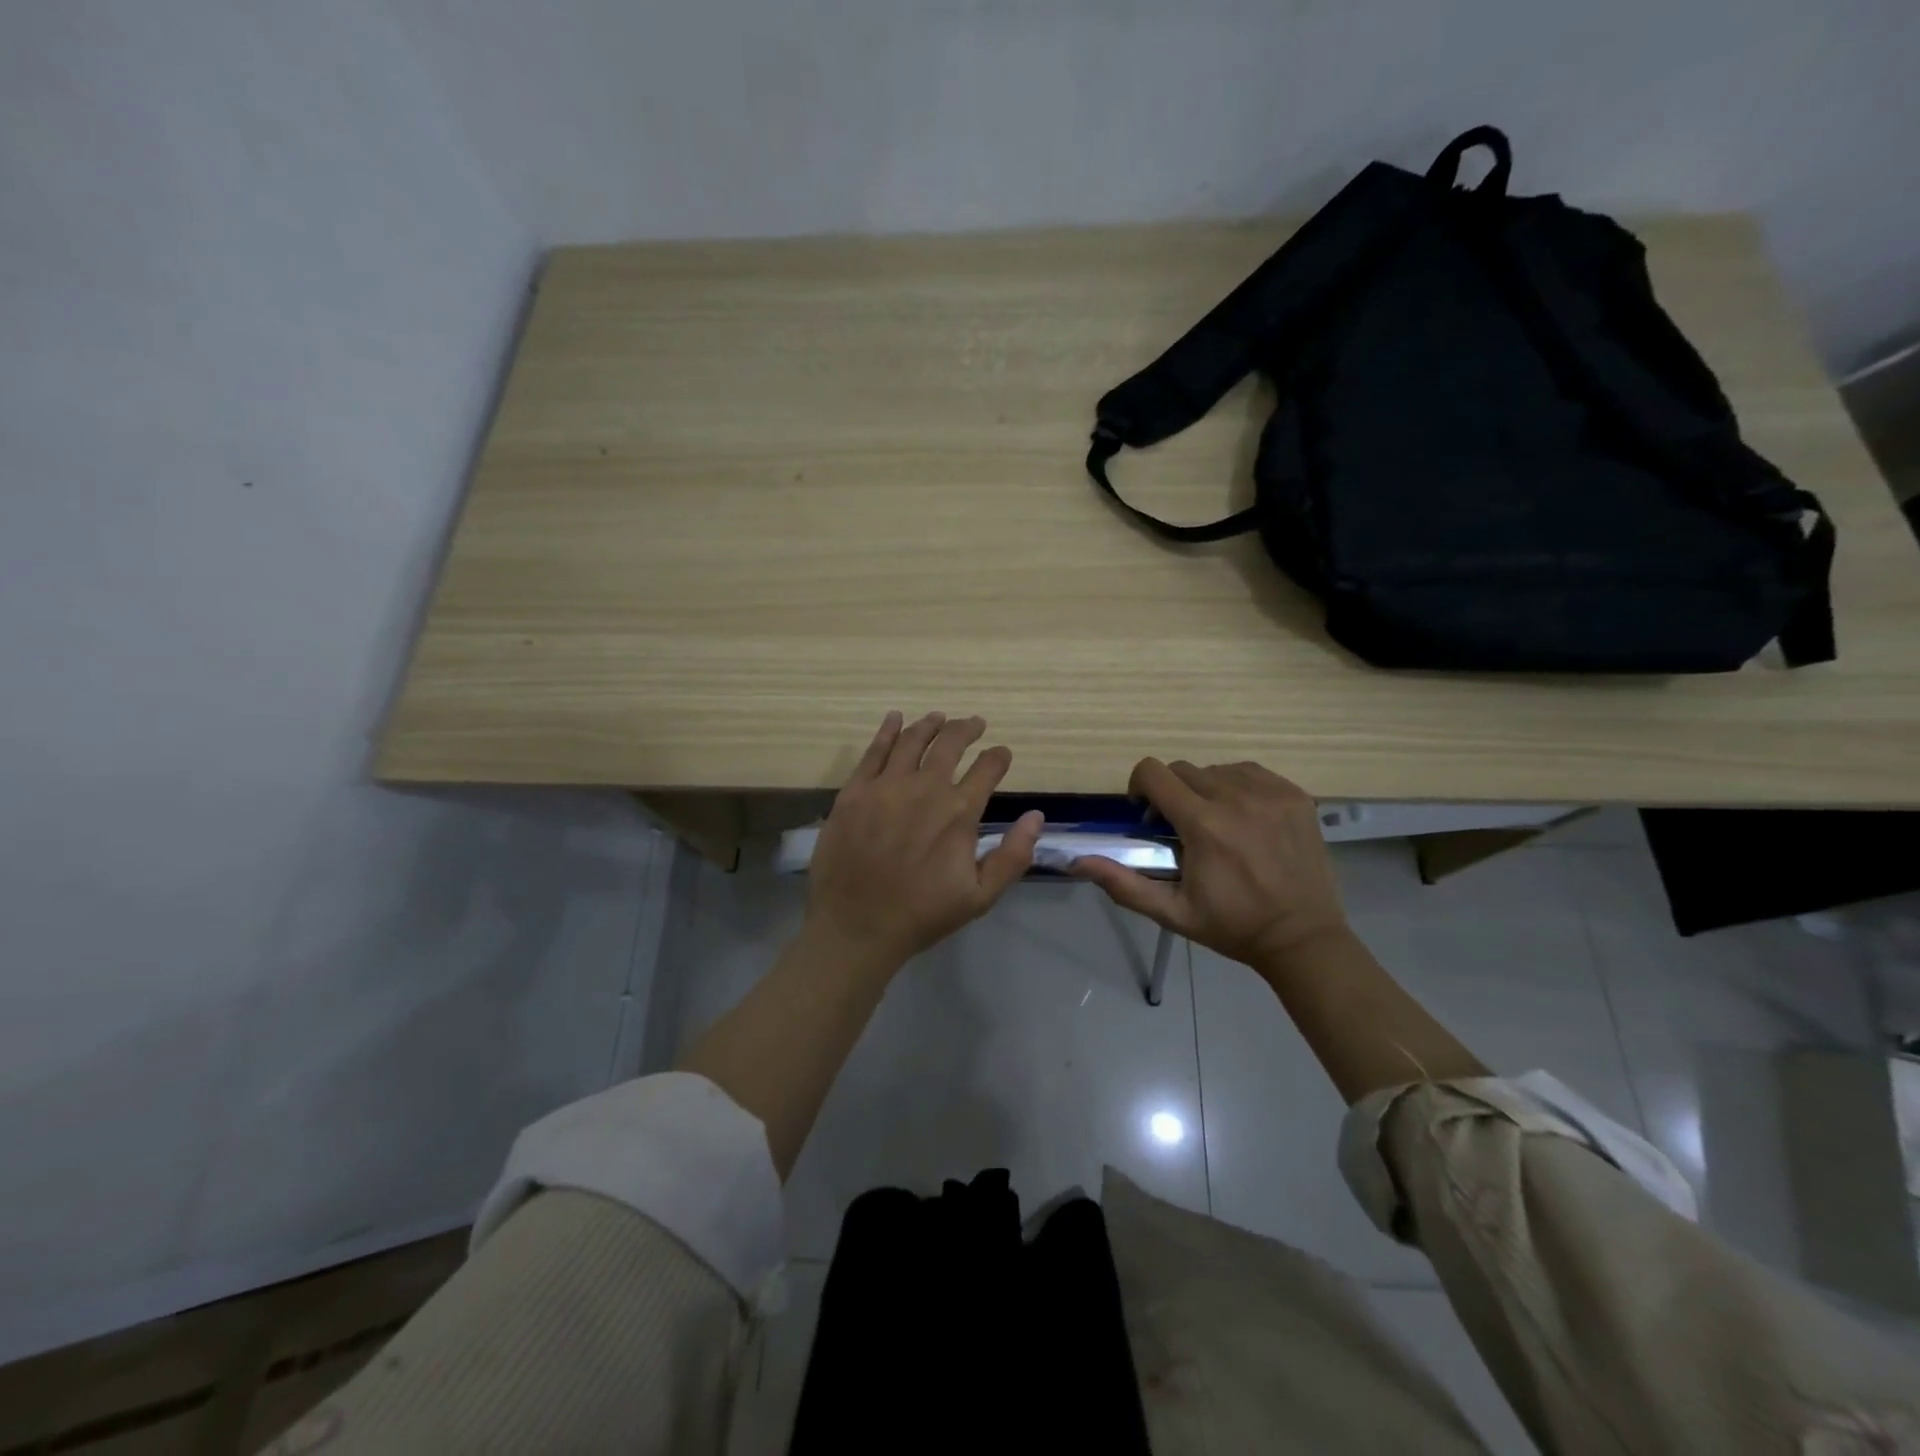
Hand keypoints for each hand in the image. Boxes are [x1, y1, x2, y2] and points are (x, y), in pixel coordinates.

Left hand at [805, 711, 1043, 971]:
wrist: (856, 926)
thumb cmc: (921, 914)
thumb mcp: (980, 896)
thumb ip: (1012, 856)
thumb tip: (1036, 816)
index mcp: (958, 812)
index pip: (987, 769)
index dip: (998, 757)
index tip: (1002, 753)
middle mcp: (924, 788)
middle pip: (950, 743)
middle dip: (967, 729)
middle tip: (974, 723)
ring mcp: (885, 786)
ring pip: (913, 740)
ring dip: (930, 725)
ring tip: (939, 718)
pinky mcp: (854, 791)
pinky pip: (874, 751)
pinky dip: (888, 731)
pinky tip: (895, 719)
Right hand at [1072, 759, 1346, 969]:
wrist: (1302, 938)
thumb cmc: (1232, 926)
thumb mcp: (1172, 912)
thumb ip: (1123, 883)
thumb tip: (1078, 862)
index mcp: (1203, 824)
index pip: (1154, 772)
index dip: (1140, 787)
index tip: (1148, 814)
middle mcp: (1236, 797)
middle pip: (1183, 770)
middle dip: (1172, 793)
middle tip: (1181, 827)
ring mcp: (1270, 793)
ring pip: (1216, 769)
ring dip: (1205, 789)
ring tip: (1215, 823)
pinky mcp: (1295, 795)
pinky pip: (1250, 772)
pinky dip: (1238, 786)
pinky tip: (1243, 816)